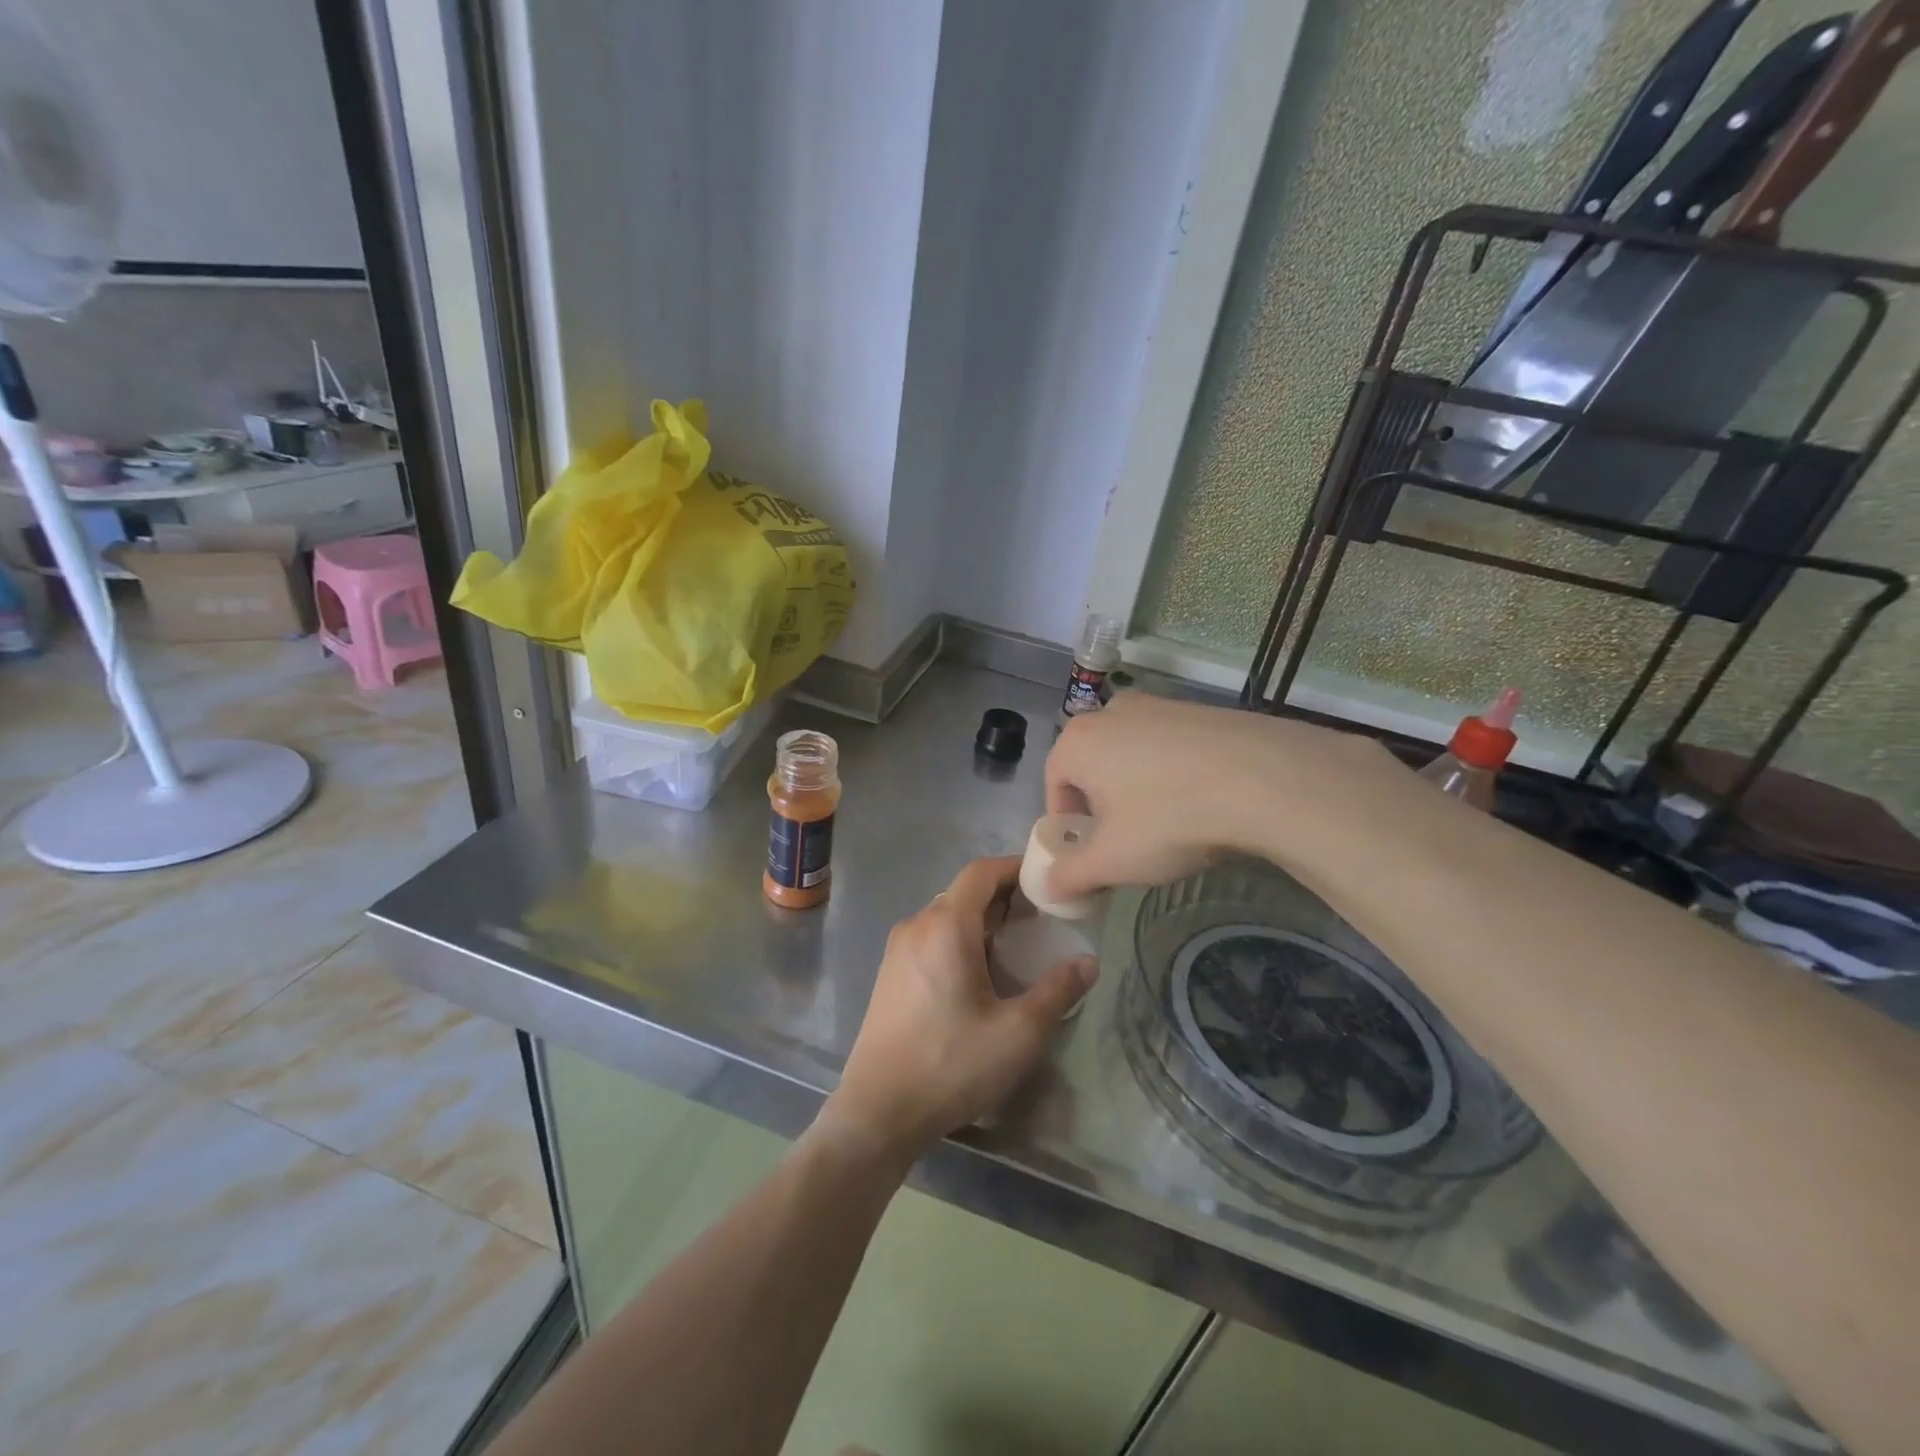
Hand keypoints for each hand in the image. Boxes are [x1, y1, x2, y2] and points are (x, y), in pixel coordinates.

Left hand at [821, 856, 1096, 1162]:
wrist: (878, 1111)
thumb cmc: (951, 1064)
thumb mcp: (1018, 1032)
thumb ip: (1057, 991)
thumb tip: (1088, 962)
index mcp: (946, 925)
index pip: (982, 872)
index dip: (1015, 869)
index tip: (1046, 883)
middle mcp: (917, 925)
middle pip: (964, 893)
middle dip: (1003, 899)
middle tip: (1040, 921)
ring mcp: (898, 949)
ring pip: (946, 917)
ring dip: (981, 922)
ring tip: (1016, 949)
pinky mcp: (890, 974)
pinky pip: (930, 938)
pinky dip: (959, 941)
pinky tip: (978, 977)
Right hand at [1044, 692, 1391, 901]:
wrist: (1264, 779)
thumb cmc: (1169, 819)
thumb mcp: (1112, 862)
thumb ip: (1070, 876)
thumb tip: (1047, 889)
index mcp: (1077, 742)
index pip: (1054, 785)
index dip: (1068, 824)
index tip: (1091, 852)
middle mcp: (1110, 712)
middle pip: (1092, 766)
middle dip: (1103, 804)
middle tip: (1128, 839)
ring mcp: (1158, 705)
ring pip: (1132, 754)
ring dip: (1139, 787)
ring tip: (1169, 822)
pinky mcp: (1199, 709)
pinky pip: (1171, 746)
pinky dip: (1175, 772)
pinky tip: (1202, 800)